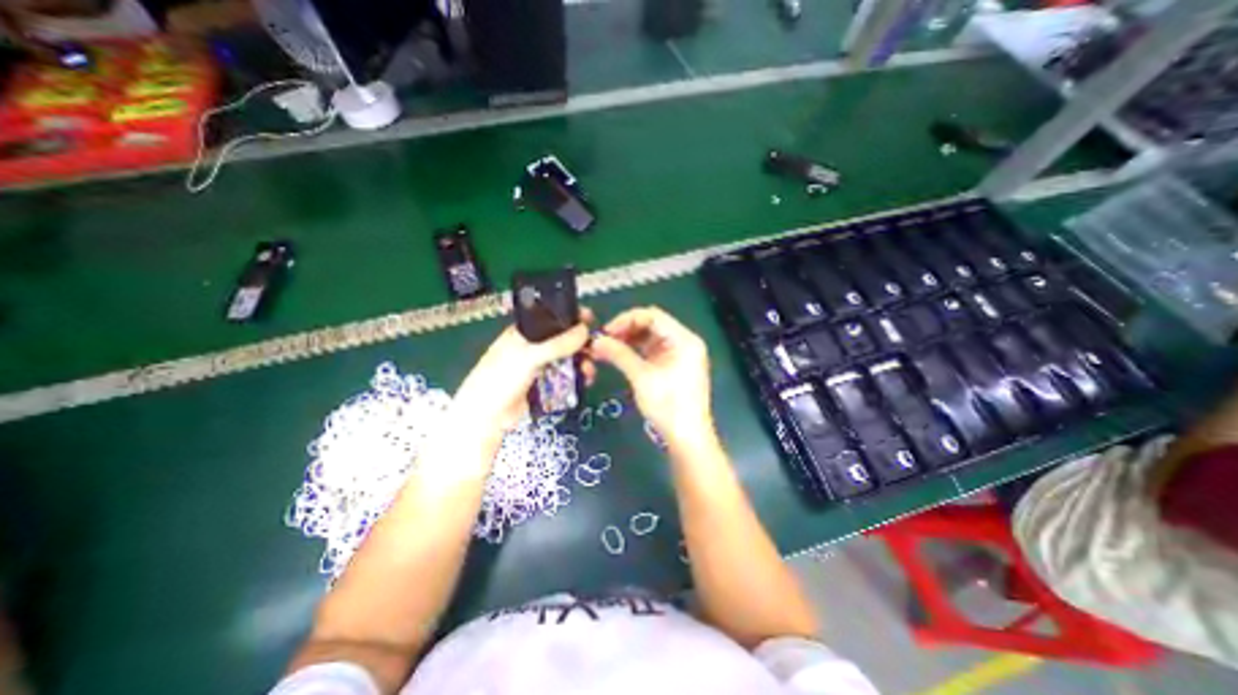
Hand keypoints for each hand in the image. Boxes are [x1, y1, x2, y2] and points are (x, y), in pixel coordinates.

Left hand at [453, 307, 597, 435]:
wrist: (487, 416)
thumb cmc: (501, 378)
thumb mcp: (529, 356)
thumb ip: (557, 344)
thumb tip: (585, 330)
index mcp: (525, 332)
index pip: (551, 318)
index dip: (570, 316)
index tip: (590, 317)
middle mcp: (534, 347)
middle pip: (564, 340)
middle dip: (581, 343)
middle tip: (596, 348)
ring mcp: (541, 367)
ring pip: (568, 359)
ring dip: (582, 361)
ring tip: (590, 369)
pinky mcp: (546, 385)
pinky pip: (567, 376)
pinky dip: (578, 377)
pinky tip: (587, 379)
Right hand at [592, 307, 715, 447]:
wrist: (687, 437)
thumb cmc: (668, 406)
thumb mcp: (642, 378)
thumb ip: (619, 355)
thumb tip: (596, 341)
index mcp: (684, 339)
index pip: (653, 316)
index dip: (627, 319)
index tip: (606, 330)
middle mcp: (684, 341)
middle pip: (652, 325)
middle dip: (626, 329)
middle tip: (604, 340)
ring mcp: (679, 354)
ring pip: (650, 338)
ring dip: (628, 340)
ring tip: (606, 348)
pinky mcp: (672, 365)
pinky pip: (651, 351)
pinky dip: (635, 351)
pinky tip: (618, 355)